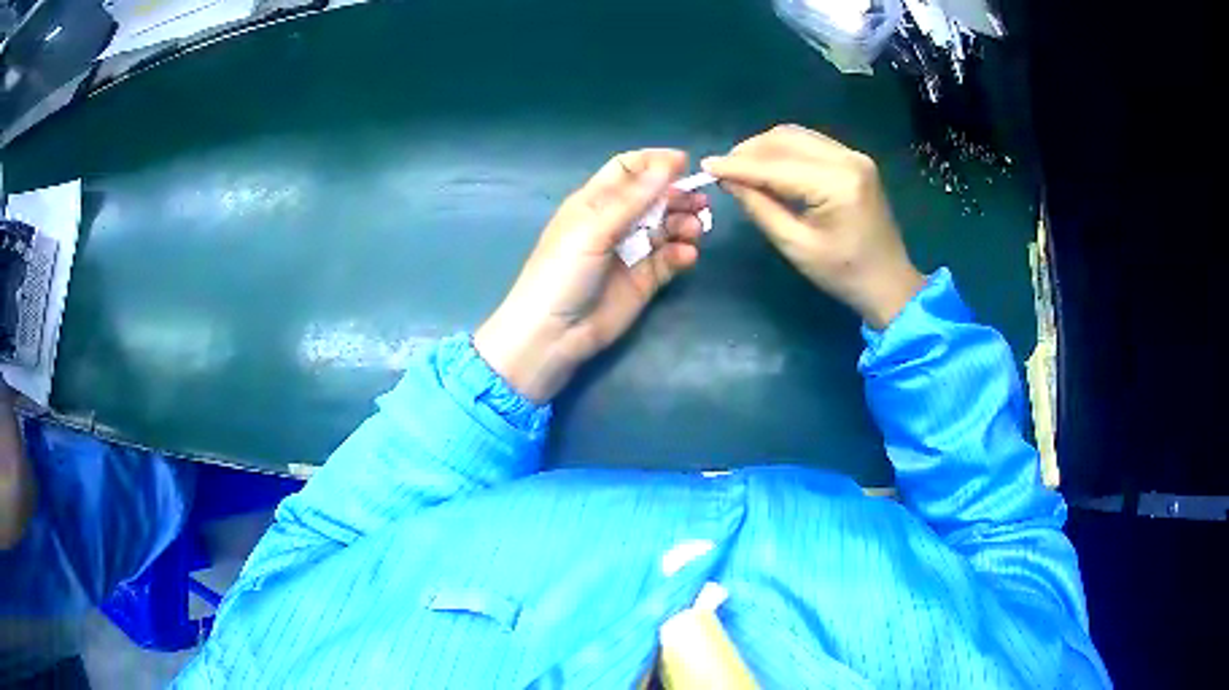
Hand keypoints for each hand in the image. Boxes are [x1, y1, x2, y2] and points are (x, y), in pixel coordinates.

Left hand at [475, 149, 707, 402]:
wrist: (554, 333)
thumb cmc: (563, 272)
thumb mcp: (594, 229)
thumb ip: (633, 198)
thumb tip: (669, 163)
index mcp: (594, 202)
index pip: (627, 170)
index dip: (654, 162)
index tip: (685, 162)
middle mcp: (614, 222)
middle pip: (653, 198)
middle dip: (677, 195)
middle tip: (700, 202)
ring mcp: (631, 252)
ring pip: (666, 227)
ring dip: (684, 224)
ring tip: (695, 230)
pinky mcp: (644, 280)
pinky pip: (669, 259)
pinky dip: (681, 254)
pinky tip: (686, 255)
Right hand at [702, 125, 924, 328]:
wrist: (889, 282)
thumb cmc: (843, 273)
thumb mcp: (796, 246)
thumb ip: (760, 208)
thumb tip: (728, 180)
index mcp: (837, 184)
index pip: (777, 166)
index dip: (738, 165)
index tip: (706, 166)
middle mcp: (847, 159)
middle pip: (786, 139)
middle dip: (749, 150)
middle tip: (723, 169)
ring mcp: (854, 155)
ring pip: (797, 136)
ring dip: (765, 147)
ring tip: (741, 167)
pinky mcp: (854, 160)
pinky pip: (810, 143)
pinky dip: (784, 150)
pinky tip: (769, 166)